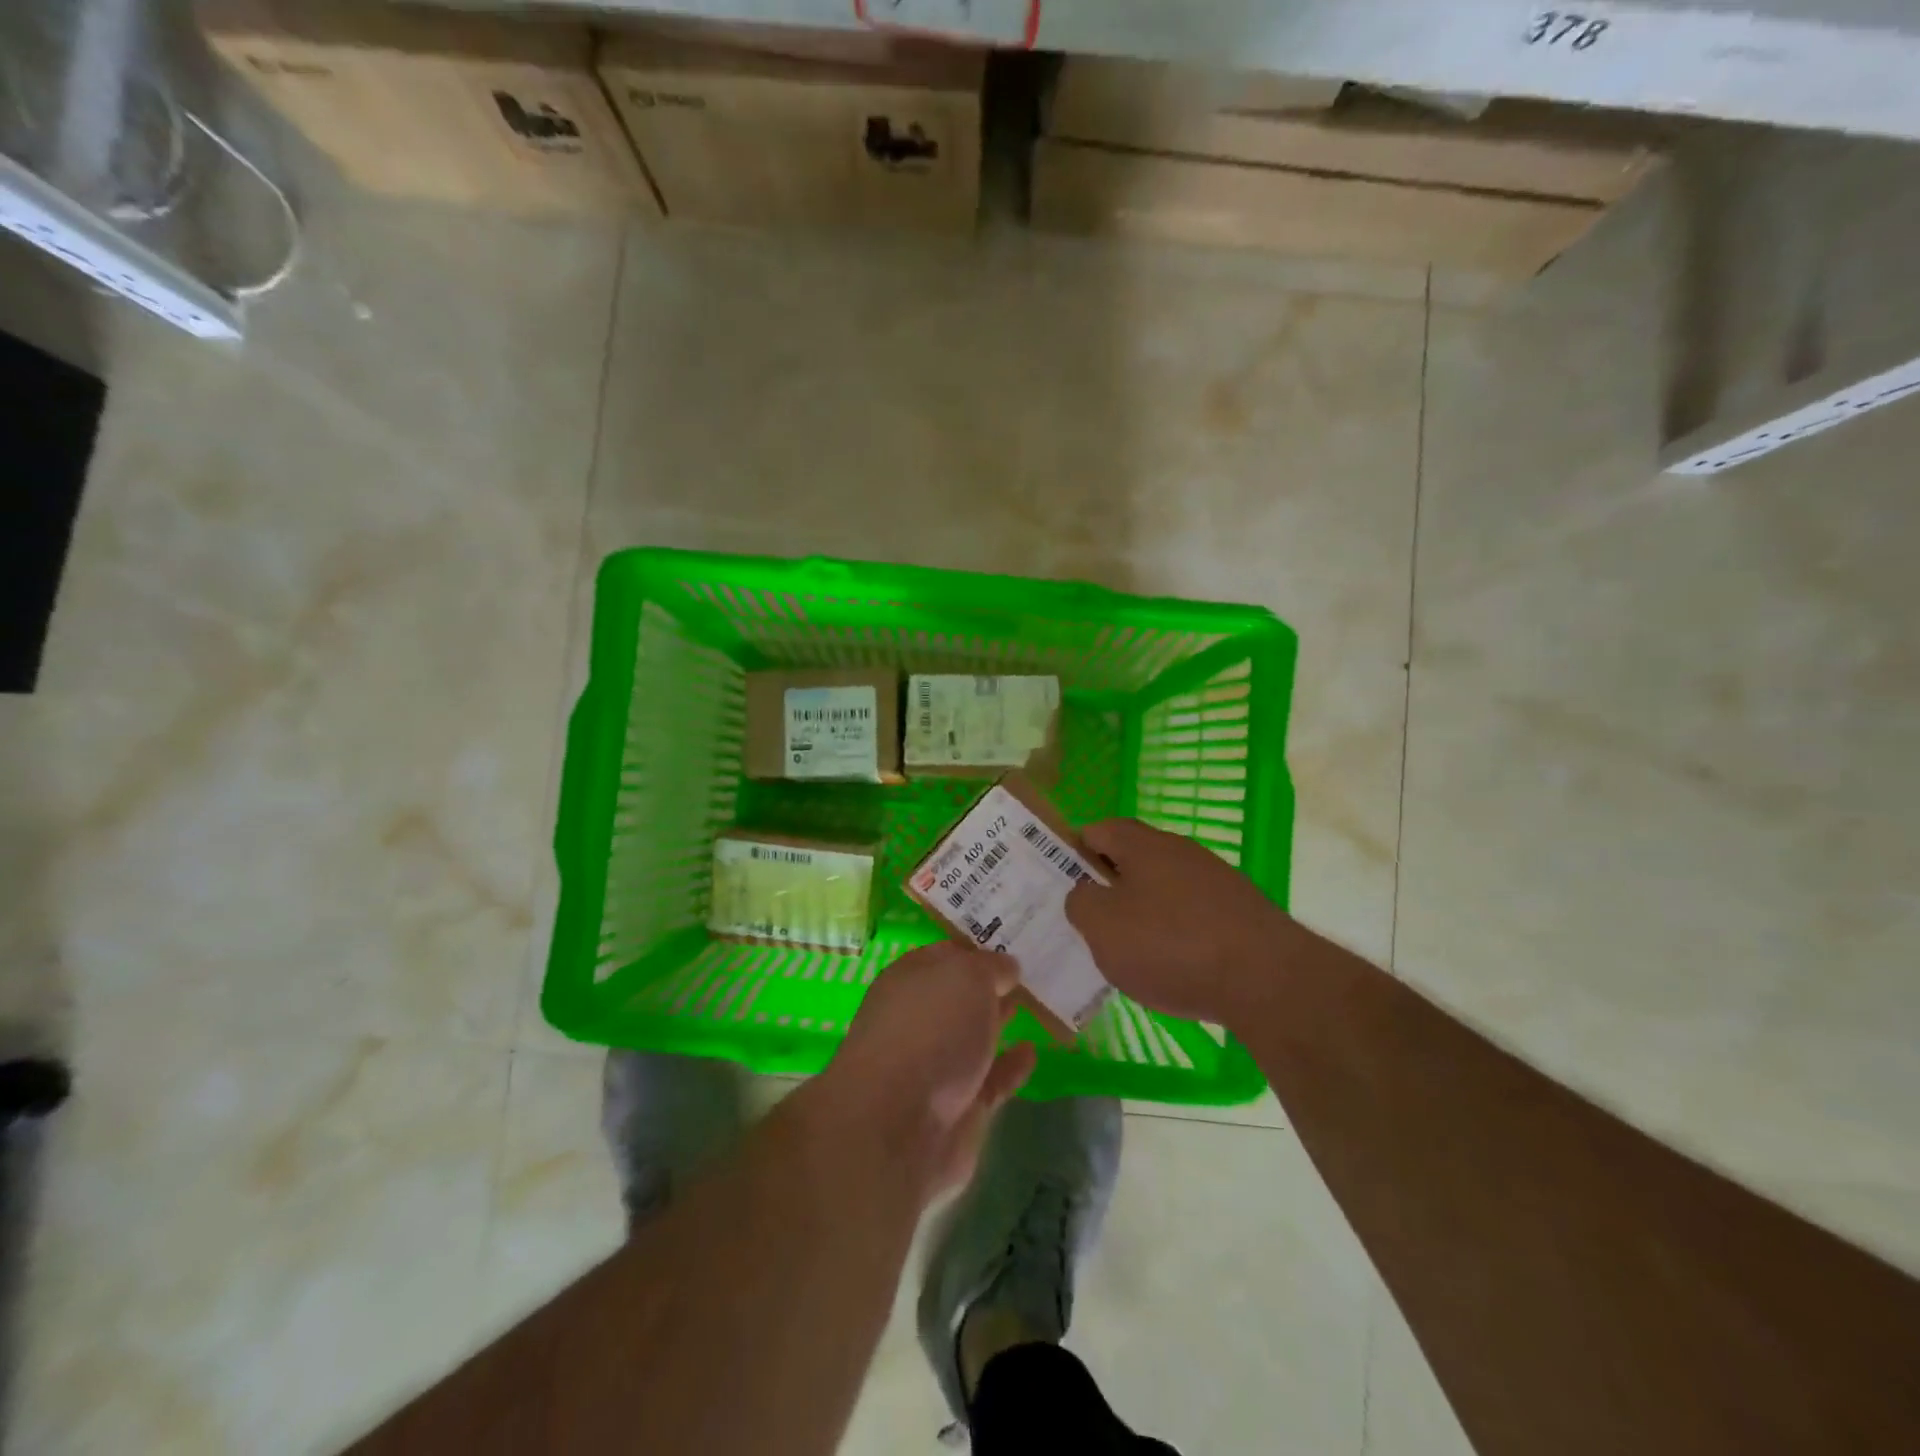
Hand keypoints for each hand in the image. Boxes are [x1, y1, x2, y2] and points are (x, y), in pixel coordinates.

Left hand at [824, 942, 1037, 1197]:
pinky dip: (1010, 1066)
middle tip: (1031, 972)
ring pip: (973, 1036)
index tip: (1012, 942)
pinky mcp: (957, 1108)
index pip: (946, 955)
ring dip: (999, 1022)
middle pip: (958, 996)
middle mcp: (918, 1018)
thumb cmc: (930, 1029)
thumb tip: (1007, 967)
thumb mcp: (967, 976)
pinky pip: (990, 1080)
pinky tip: (1032, 1052)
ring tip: (1036, 1006)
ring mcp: (935, 1065)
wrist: (900, 1125)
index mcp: (909, 979)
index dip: (977, 948)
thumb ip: (991, 967)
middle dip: (989, 985)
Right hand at [1066, 817, 1289, 1023]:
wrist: (1268, 981)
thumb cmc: (1171, 945)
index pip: (1098, 830)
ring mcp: (1217, 881)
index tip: (1062, 884)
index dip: (1074, 852)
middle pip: (1133, 859)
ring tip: (1131, 954)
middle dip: (1109, 887)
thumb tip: (1086, 894)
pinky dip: (1178, 936)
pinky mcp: (1242, 913)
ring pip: (1164, 889)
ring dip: (1144, 913)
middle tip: (1091, 923)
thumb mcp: (1102, 927)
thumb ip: (1080, 902)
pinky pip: (1194, 916)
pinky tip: (1176, 969)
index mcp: (1143, 844)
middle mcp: (1181, 851)